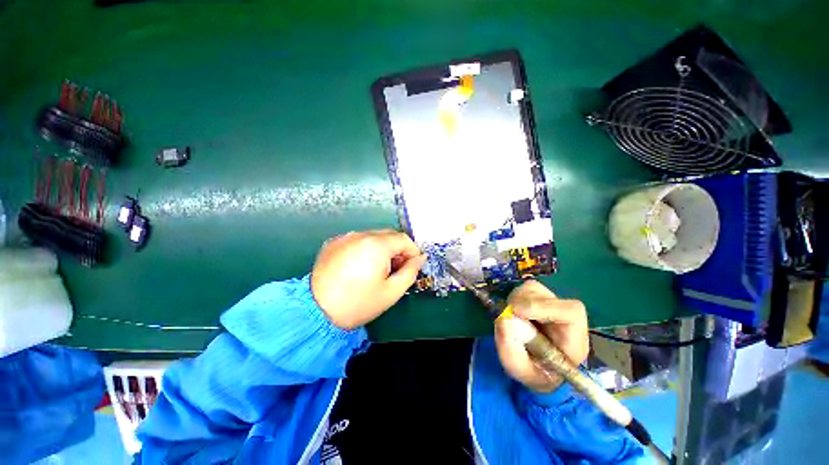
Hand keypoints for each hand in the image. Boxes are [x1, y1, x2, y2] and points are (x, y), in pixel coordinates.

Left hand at [311, 230, 425, 329]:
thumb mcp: (391, 292)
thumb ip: (410, 272)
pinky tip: (360, 267)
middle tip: (396, 270)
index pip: (403, 238)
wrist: (315, 312)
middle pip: (388, 235)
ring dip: (382, 249)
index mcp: (376, 245)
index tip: (413, 266)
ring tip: (377, 270)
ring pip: (373, 237)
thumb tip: (420, 258)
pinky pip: (357, 241)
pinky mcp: (333, 243)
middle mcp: (360, 235)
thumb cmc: (358, 304)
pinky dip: (365, 249)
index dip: (412, 251)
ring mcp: (345, 237)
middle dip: (397, 250)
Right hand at [495, 280, 588, 392]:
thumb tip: (503, 318)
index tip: (517, 311)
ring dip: (516, 300)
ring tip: (511, 318)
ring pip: (534, 289)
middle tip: (507, 316)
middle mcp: (566, 318)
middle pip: (548, 296)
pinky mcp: (540, 298)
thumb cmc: (533, 372)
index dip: (542, 306)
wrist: (537, 369)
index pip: (570, 313)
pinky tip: (513, 312)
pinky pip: (525, 289)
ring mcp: (553, 305)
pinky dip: (514, 298)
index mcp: (573, 340)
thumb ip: (510, 350)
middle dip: (522, 303)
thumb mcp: (519, 370)